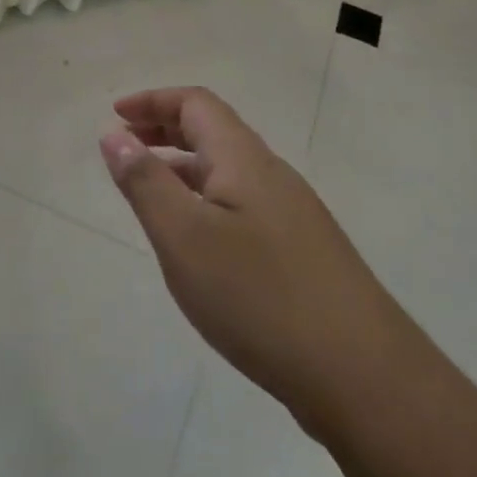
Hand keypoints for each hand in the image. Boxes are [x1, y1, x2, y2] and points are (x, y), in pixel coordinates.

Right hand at [99, 88, 397, 422]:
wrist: (362, 376)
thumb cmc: (259, 296)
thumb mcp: (184, 236)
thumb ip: (145, 182)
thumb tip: (115, 135)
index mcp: (244, 159)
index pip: (196, 103)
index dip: (153, 100)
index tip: (114, 114)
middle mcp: (272, 176)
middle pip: (214, 132)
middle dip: (164, 129)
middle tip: (125, 144)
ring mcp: (292, 215)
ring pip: (228, 172)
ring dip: (183, 168)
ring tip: (148, 191)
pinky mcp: (301, 253)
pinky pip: (241, 205)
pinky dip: (205, 201)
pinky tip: (195, 242)